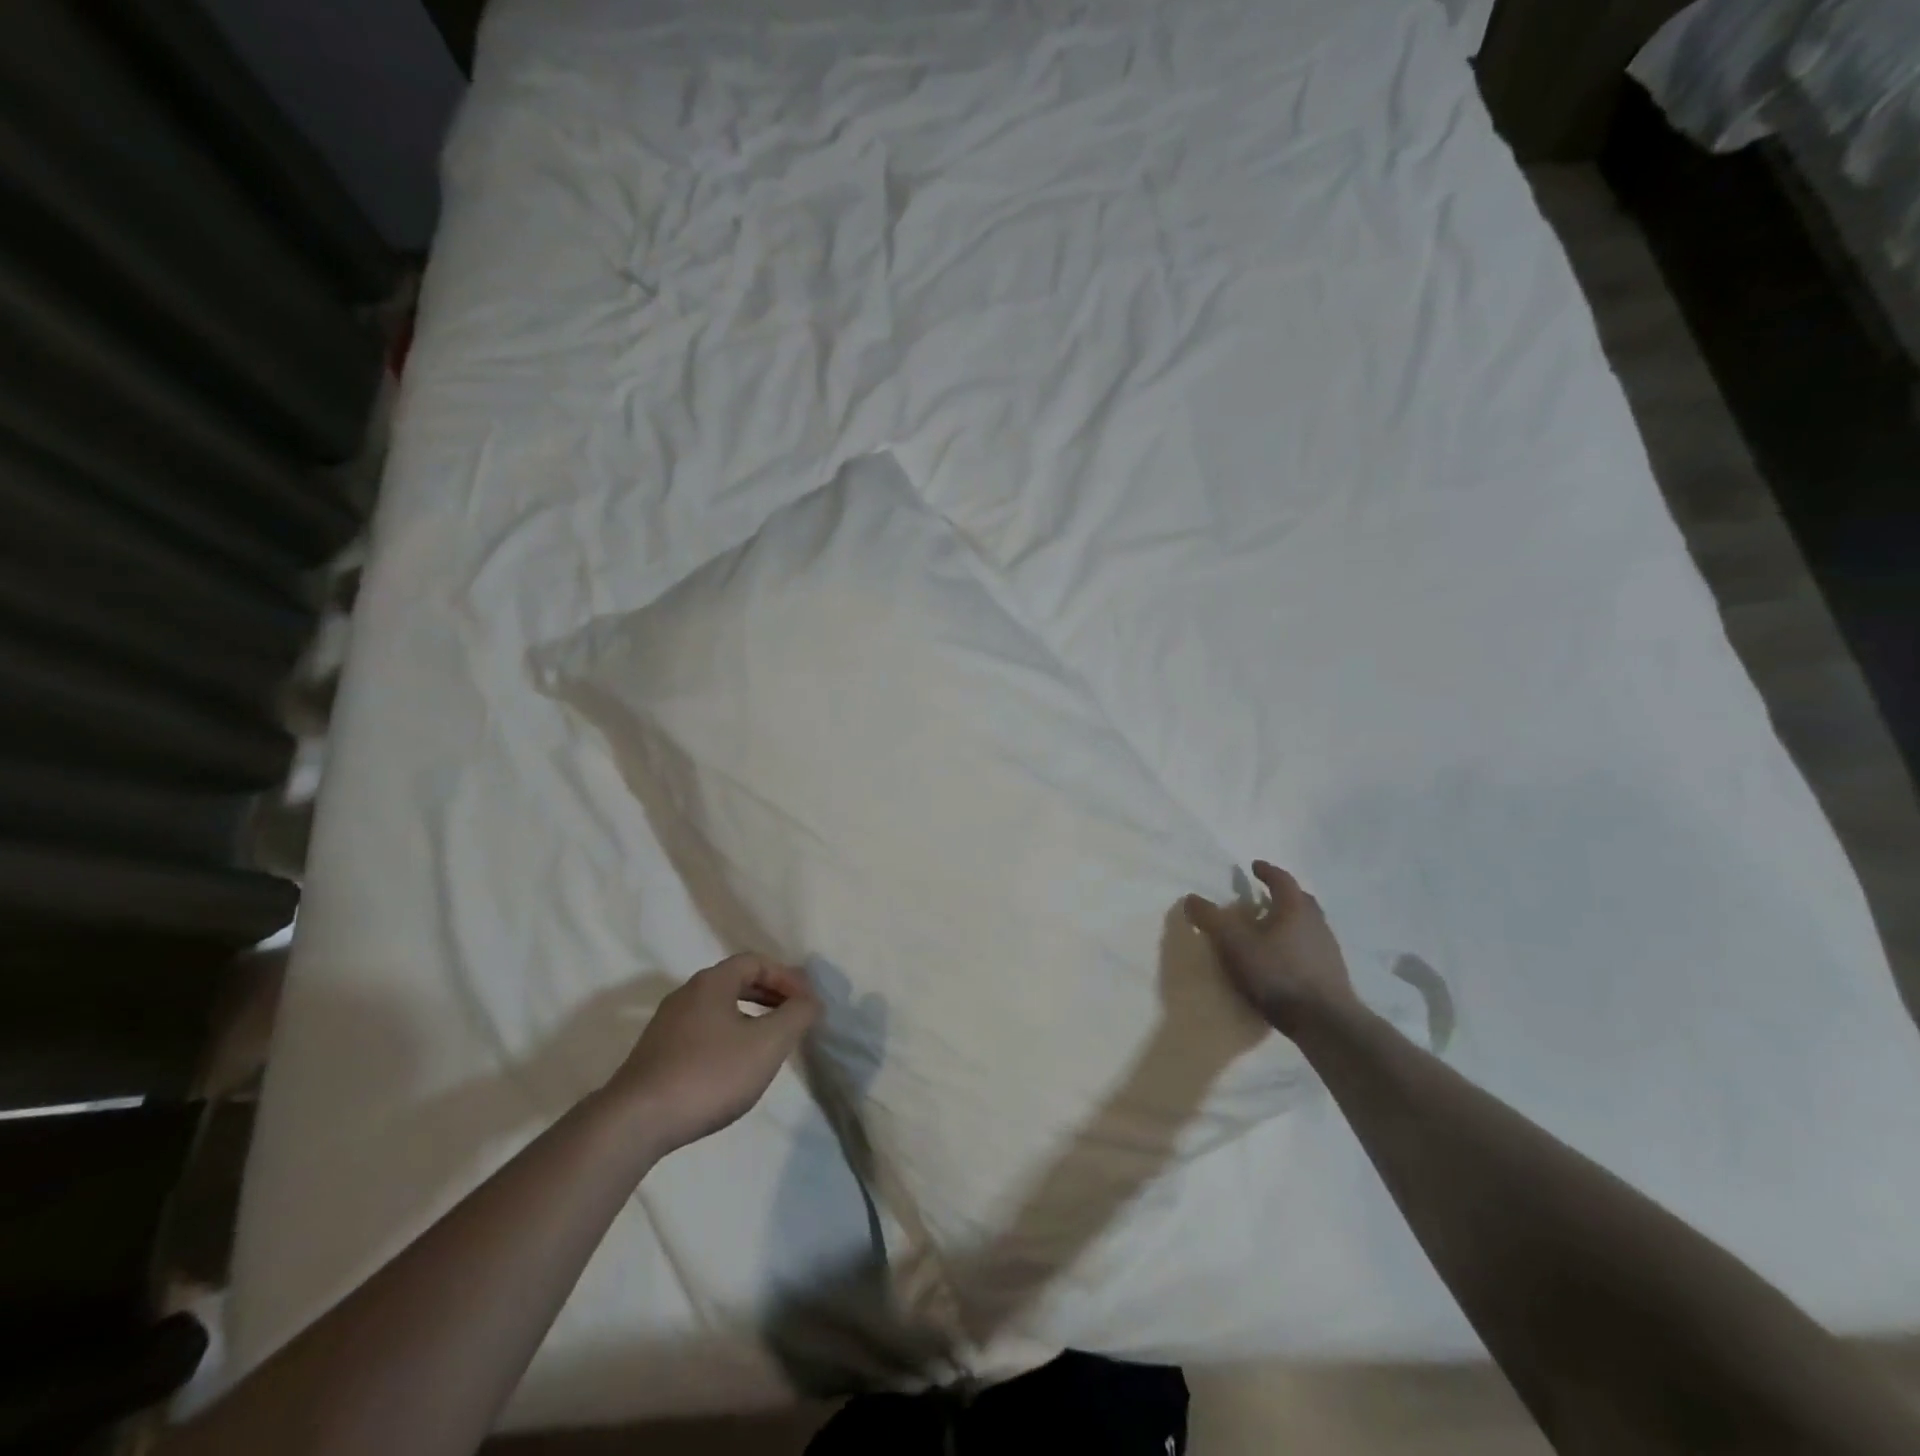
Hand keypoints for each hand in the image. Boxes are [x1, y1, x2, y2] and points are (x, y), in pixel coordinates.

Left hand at [606, 954, 819, 1154]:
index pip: (756, 962)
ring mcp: (667, 1025)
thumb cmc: (709, 1074)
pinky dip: (729, 1036)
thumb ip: (796, 1016)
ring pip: (719, 1008)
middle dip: (770, 995)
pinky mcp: (656, 1054)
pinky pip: (703, 1031)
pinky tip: (735, 1066)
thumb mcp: (767, 1044)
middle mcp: (687, 994)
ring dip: (750, 1016)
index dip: (786, 977)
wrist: (635, 1122)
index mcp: (712, 982)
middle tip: (794, 1015)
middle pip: (736, 981)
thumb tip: (811, 1000)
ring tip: (770, 1041)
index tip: (807, 1002)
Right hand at [1185, 861, 1358, 1037]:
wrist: (1325, 1022)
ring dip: (1291, 921)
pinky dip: (1296, 945)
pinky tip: (1284, 959)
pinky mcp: (1332, 974)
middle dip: (1282, 894)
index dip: (1267, 871)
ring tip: (1271, 929)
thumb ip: (1212, 919)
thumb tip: (1191, 898)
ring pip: (1308, 925)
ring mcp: (1328, 949)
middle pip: (1300, 900)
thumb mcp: (1235, 944)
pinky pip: (1311, 948)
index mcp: (1295, 908)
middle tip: (1265, 896)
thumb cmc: (1278, 974)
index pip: (1282, 880)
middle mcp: (1316, 923)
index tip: (1254, 866)